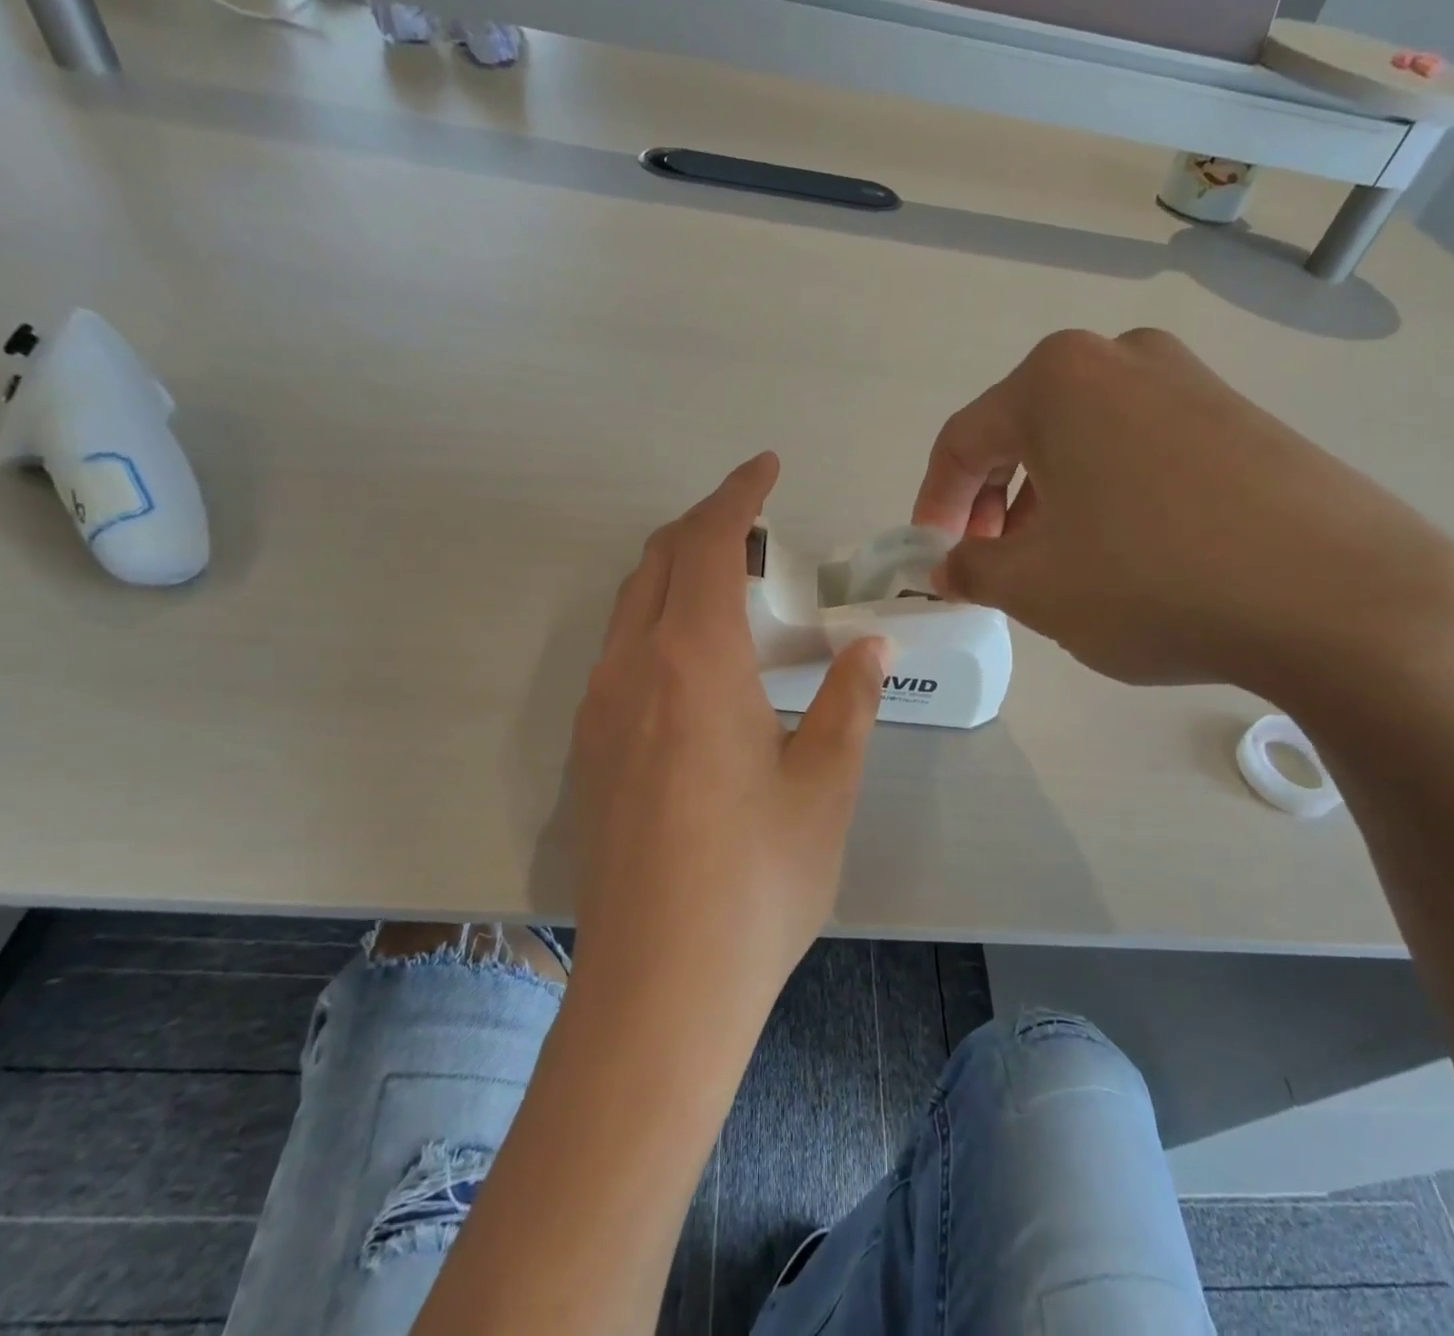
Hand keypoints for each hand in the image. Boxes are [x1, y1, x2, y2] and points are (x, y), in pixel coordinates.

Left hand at [565, 452, 888, 1008]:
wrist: (658, 986)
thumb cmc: (757, 880)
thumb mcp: (824, 786)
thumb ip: (847, 703)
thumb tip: (867, 646)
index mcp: (694, 662)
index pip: (709, 543)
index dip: (738, 495)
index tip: (766, 468)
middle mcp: (631, 670)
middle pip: (659, 561)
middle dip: (705, 525)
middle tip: (757, 527)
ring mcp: (597, 711)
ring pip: (631, 606)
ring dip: (677, 575)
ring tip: (732, 590)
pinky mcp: (587, 753)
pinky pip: (617, 654)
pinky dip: (656, 625)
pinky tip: (695, 668)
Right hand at [912, 328, 1453, 698]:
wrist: (1342, 599)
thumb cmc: (1152, 581)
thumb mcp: (1034, 587)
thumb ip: (971, 568)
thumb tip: (949, 564)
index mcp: (1055, 381)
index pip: (962, 441)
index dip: (935, 503)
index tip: (933, 556)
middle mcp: (1120, 359)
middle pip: (1023, 434)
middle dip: (995, 503)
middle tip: (994, 563)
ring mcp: (1190, 381)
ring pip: (1083, 443)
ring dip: (1050, 502)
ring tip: (1059, 566)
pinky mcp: (1240, 418)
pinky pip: (1141, 451)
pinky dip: (1109, 497)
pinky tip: (1127, 553)